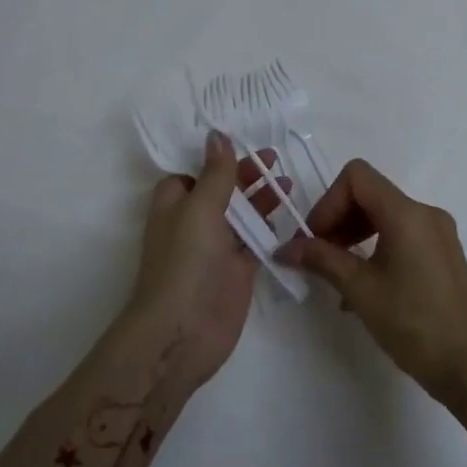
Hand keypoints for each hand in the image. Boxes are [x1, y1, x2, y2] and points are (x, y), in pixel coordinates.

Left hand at [130, 131, 287, 390]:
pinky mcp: (237, 270)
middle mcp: (194, 222)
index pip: (192, 172)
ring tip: (287, 183)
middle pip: (221, 189)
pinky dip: (271, 228)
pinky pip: (256, 241)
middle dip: (244, 174)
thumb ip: (216, 173)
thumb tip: (217, 135)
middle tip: (274, 157)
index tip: (241, 139)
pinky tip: (291, 215)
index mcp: (175, 203)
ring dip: (261, 198)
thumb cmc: (185, 261)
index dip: (213, 157)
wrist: (184, 331)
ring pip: (241, 214)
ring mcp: (217, 248)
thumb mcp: (200, 208)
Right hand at [276, 159, 466, 406]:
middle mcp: (425, 213)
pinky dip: (375, 246)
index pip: (357, 177)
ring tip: (337, 274)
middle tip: (318, 257)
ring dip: (354, 234)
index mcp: (407, 213)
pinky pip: (401, 234)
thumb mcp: (360, 290)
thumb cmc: (412, 324)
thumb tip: (284, 248)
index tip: (315, 239)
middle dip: (338, 218)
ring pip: (384, 214)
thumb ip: (321, 260)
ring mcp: (439, 233)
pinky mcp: (444, 253)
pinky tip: (363, 285)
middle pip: (370, 194)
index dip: (328, 202)